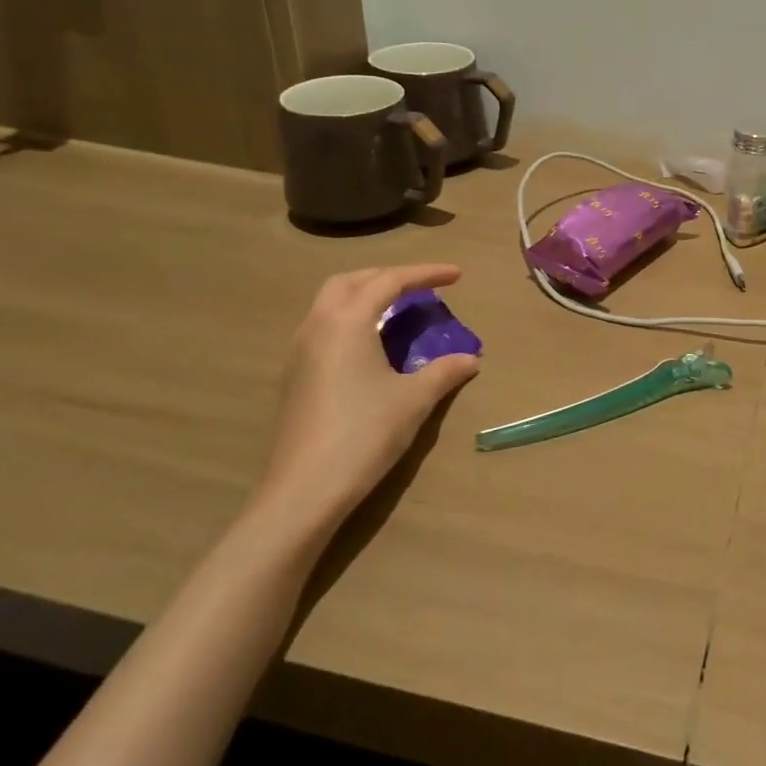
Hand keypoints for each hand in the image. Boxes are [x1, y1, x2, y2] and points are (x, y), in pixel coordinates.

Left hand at [255, 265, 479, 533]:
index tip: (457, 275)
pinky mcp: (294, 377)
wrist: (304, 491)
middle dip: (387, 277)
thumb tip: (470, 358)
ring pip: (330, 304)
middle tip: (420, 287)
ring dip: (365, 296)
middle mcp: (318, 327)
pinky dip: (351, 320)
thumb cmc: (364, 434)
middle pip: (350, 281)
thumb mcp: (414, 400)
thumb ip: (444, 371)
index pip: (389, 281)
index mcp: (347, 322)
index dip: (425, 274)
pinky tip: (371, 346)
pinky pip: (324, 328)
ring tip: (397, 311)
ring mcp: (299, 352)